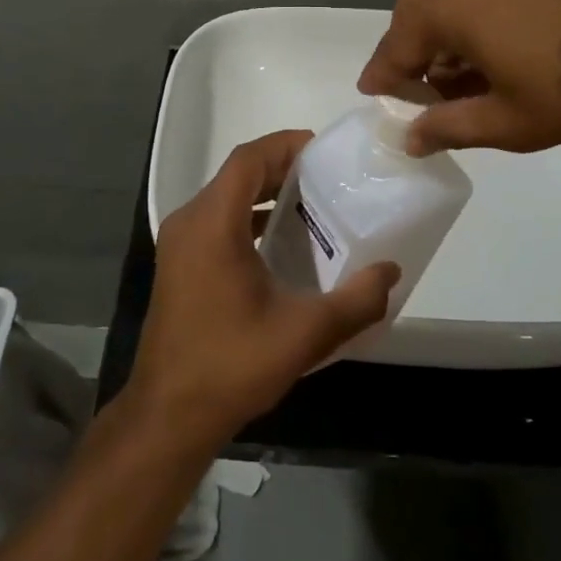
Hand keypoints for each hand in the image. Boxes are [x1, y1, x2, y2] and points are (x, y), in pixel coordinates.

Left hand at [124, 131, 400, 450]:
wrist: (168, 415)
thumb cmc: (232, 364)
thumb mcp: (304, 333)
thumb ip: (356, 301)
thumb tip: (391, 271)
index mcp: (212, 223)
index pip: (249, 160)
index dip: (285, 145)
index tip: (323, 150)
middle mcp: (189, 223)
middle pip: (237, 175)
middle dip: (281, 169)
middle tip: (327, 179)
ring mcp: (178, 245)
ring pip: (225, 200)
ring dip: (264, 196)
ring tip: (311, 208)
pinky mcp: (179, 266)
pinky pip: (216, 223)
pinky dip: (248, 220)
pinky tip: (280, 247)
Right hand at [358, 0, 560, 154]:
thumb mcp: (505, 121)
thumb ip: (447, 127)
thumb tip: (410, 138)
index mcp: (446, 5)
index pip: (396, 46)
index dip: (383, 77)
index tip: (372, 97)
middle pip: (418, 14)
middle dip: (411, 53)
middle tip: (415, 92)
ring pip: (451, 1)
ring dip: (444, 39)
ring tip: (458, 84)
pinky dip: (473, 24)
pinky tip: (495, 58)